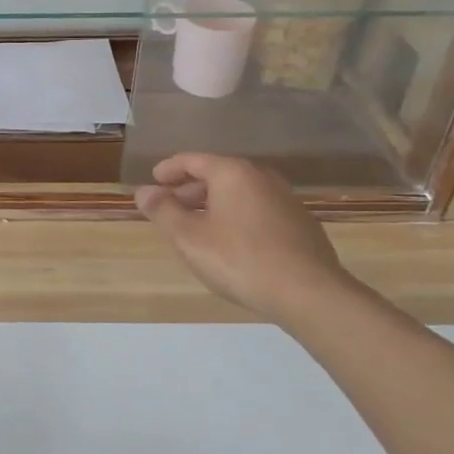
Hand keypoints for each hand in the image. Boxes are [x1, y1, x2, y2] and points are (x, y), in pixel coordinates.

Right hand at [134, 153, 354, 319]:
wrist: (309, 293)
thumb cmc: (240, 259)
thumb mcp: (188, 237)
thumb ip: (162, 211)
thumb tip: (144, 192)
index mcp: (232, 173)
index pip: (193, 160)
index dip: (169, 169)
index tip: (153, 180)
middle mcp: (261, 177)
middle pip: (218, 175)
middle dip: (190, 189)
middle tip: (170, 208)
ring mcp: (285, 200)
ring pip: (239, 194)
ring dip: (214, 205)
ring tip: (197, 227)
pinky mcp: (301, 224)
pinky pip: (258, 210)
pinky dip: (237, 217)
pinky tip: (231, 243)